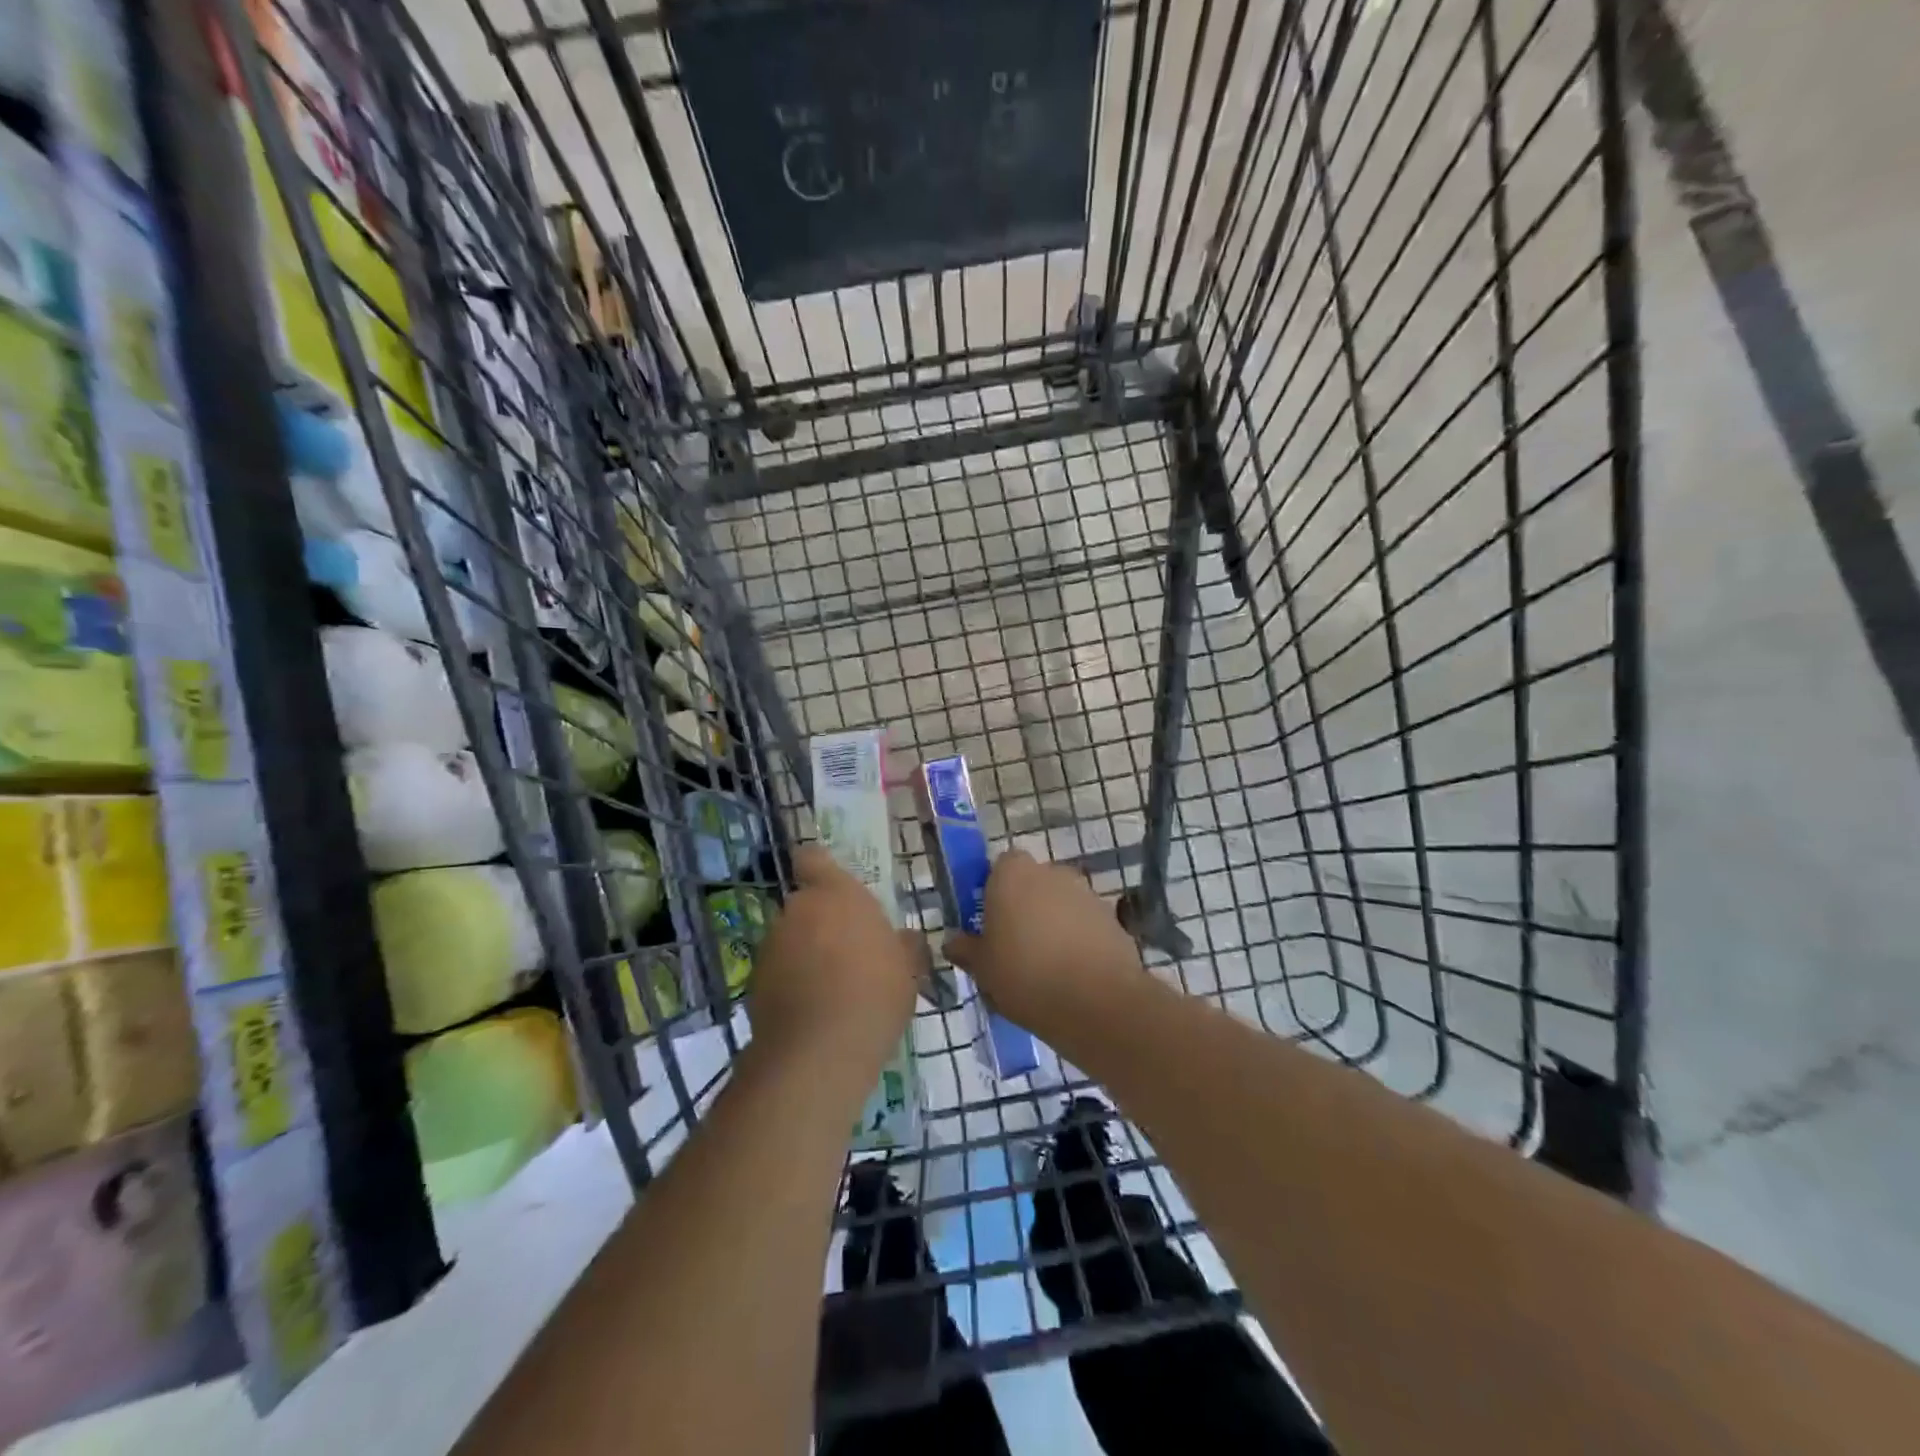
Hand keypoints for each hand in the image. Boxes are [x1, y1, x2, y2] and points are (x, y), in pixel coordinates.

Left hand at [747, 845, 918, 1080]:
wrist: (820, 1051)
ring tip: (831, 989)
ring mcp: (772, 944)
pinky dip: (791, 982)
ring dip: (806, 953)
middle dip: (821, 922)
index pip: (813, 859)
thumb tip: (905, 938)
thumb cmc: (876, 993)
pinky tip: (813, 1010)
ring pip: (791, 938)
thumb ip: (904, 945)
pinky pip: (779, 970)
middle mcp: (798, 909)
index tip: (832, 888)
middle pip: (806, 905)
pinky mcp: (754, 980)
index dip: (819, 869)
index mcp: (837, 894)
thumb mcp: (908, 968)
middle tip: (848, 952)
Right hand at [943, 849, 1145, 1042]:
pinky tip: (1073, 973)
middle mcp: (1051, 872)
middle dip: (1026, 906)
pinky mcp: (1112, 918)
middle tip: (1015, 944)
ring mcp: (1086, 893)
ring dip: (1054, 922)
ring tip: (1046, 965)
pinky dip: (1079, 939)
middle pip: (1033, 882)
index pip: (1001, 866)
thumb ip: (966, 949)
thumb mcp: (982, 969)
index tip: (990, 921)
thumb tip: (953, 942)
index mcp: (1013, 874)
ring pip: (1061, 902)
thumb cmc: (1025, 975)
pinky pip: (1085, 923)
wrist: (1096, 1002)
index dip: (995, 890)